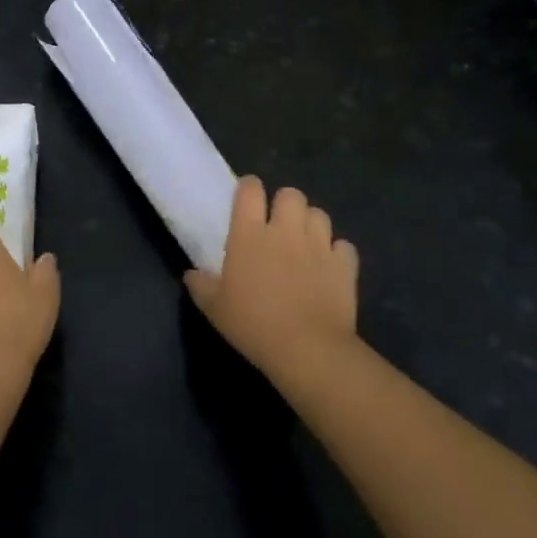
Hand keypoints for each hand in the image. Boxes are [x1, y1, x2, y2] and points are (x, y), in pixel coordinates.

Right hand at [184, 176, 359, 382]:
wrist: (307, 350)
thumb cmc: (254, 325)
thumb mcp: (214, 308)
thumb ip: (201, 285)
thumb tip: (191, 274)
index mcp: (249, 234)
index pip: (250, 190)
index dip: (249, 187)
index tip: (247, 197)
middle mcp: (285, 231)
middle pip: (290, 194)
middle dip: (285, 203)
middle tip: (279, 224)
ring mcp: (318, 246)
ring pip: (319, 214)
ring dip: (311, 223)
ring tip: (305, 241)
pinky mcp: (344, 266)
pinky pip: (344, 246)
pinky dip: (337, 252)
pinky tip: (330, 266)